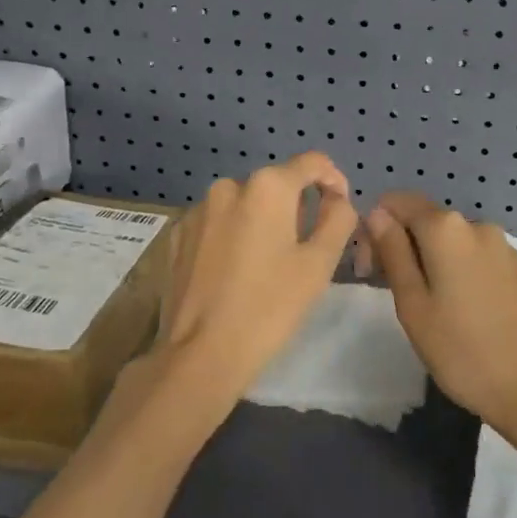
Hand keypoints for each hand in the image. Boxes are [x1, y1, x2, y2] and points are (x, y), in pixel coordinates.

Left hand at [150, 152, 358, 417]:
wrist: (201, 354)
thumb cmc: (269, 307)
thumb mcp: (319, 264)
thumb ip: (338, 219)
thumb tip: (337, 200)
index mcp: (267, 187)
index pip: (312, 163)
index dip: (334, 181)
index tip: (340, 209)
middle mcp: (228, 187)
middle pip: (276, 185)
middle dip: (295, 208)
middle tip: (305, 251)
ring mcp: (197, 211)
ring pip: (243, 205)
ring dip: (261, 223)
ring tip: (267, 266)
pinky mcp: (176, 236)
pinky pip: (216, 225)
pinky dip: (232, 237)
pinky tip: (234, 274)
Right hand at [364, 193, 516, 437]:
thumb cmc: (460, 350)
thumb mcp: (412, 304)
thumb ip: (392, 251)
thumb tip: (377, 214)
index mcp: (447, 229)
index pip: (398, 202)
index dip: (377, 227)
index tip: (372, 268)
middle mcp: (479, 226)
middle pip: (428, 221)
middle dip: (406, 246)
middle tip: (399, 295)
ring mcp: (507, 248)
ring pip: (456, 242)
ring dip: (437, 261)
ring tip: (436, 309)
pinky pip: (482, 260)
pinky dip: (466, 273)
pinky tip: (469, 313)